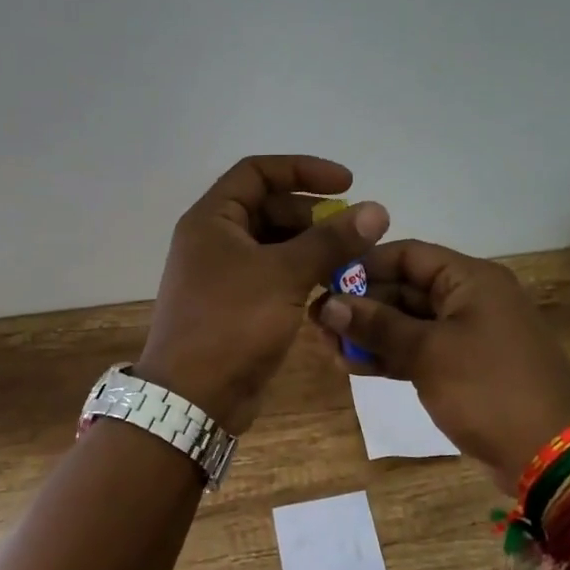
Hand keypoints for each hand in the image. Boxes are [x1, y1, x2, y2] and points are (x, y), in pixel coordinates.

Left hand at [137, 156, 389, 432]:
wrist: (193, 399)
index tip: (348, 184)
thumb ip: (331, 240)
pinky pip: (274, 276)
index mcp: (212, 219)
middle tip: (355, 231)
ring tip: (353, 259)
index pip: (258, 172)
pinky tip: (332, 286)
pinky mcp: (237, 306)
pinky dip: (302, 275)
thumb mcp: (284, 275)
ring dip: (313, 247)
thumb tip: (377, 210)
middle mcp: (214, 240)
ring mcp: (224, 275)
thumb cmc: (232, 324)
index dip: (303, 170)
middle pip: (269, 208)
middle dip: (314, 215)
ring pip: (275, 245)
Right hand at [315, 240, 569, 489]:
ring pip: (409, 322)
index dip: (364, 266)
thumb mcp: (428, 353)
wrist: (550, 456)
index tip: (324, 284)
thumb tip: (327, 304)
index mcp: (471, 279)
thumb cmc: (488, 389)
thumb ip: (377, 325)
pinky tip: (354, 366)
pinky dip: (390, 355)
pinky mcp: (465, 367)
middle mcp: (471, 298)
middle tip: (318, 324)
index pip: (408, 255)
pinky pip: (420, 349)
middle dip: (362, 305)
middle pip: (405, 288)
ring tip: (328, 348)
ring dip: (370, 333)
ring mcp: (469, 334)